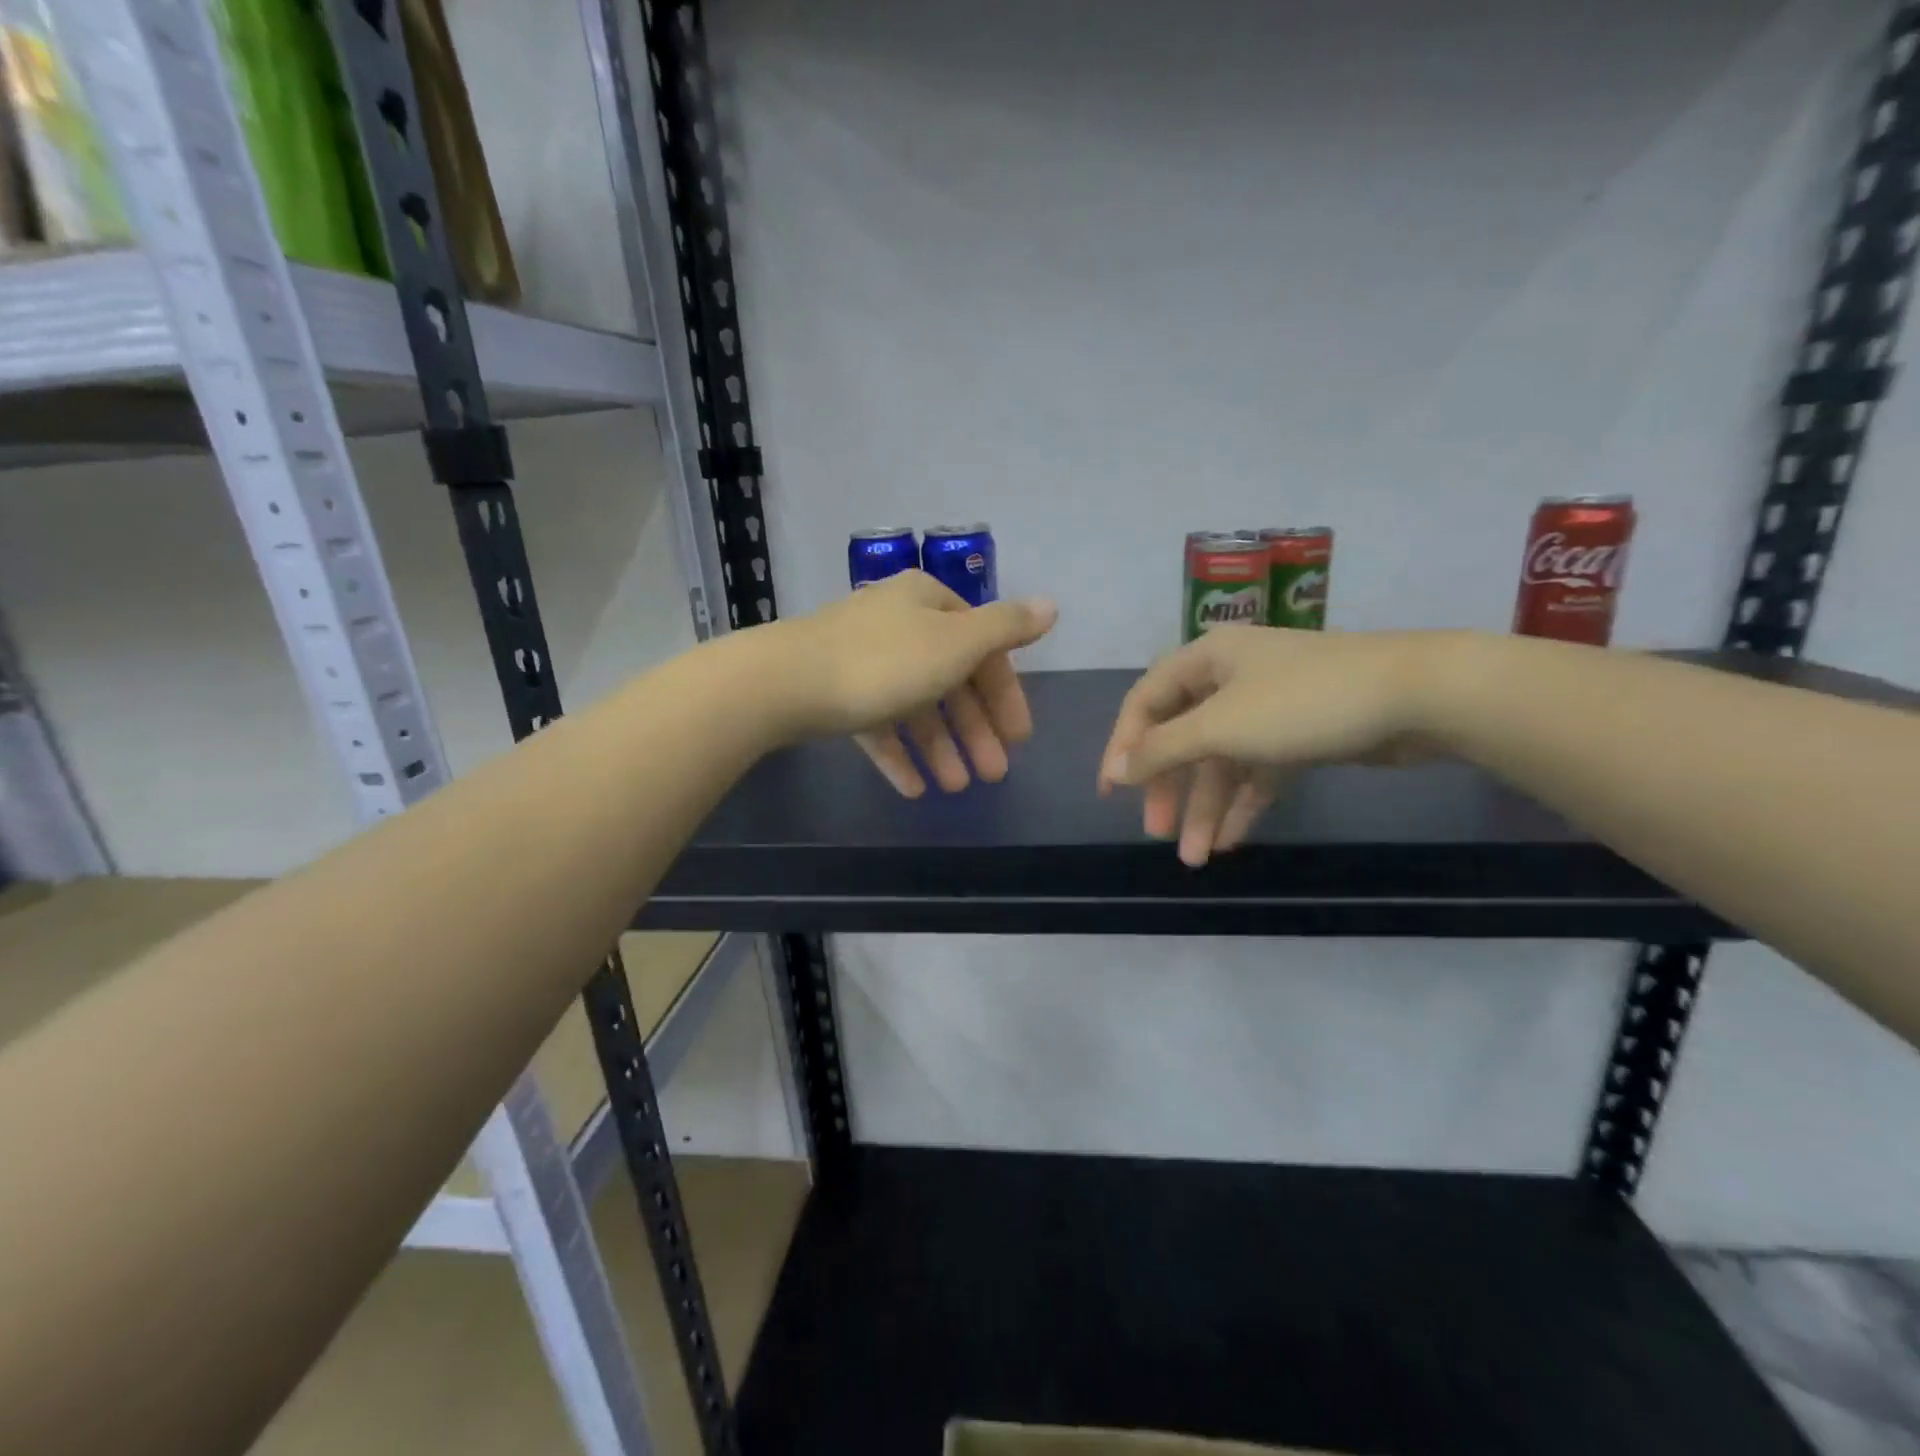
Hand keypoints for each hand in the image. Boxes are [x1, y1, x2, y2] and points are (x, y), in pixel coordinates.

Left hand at [775, 570, 1057, 795]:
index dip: (1005, 694)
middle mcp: (898, 624)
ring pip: (915, 706)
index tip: (1020, 738)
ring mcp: (863, 659)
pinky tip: (914, 788)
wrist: (784, 683)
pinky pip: (878, 724)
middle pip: (950, 680)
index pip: (982, 647)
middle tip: (994, 775)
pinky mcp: (835, 692)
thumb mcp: (956, 643)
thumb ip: (1006, 627)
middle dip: (975, 730)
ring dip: (941, 747)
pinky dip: (899, 753)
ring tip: (956, 788)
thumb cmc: (883, 662)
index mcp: (928, 603)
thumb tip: (1052, 605)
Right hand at [1097, 625, 1439, 865]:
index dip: (1125, 746)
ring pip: (1222, 761)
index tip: (1112, 792)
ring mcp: (1268, 708)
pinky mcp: (1301, 735)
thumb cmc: (1303, 702)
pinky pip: (1258, 771)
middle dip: (1169, 788)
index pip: (1146, 701)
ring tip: (1194, 857)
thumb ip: (1164, 749)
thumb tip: (1119, 769)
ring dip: (1206, 807)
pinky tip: (1232, 840)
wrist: (1418, 696)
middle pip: (1183, 737)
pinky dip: (1244, 803)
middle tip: (1155, 833)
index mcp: (1206, 659)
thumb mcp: (1221, 725)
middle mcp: (1231, 679)